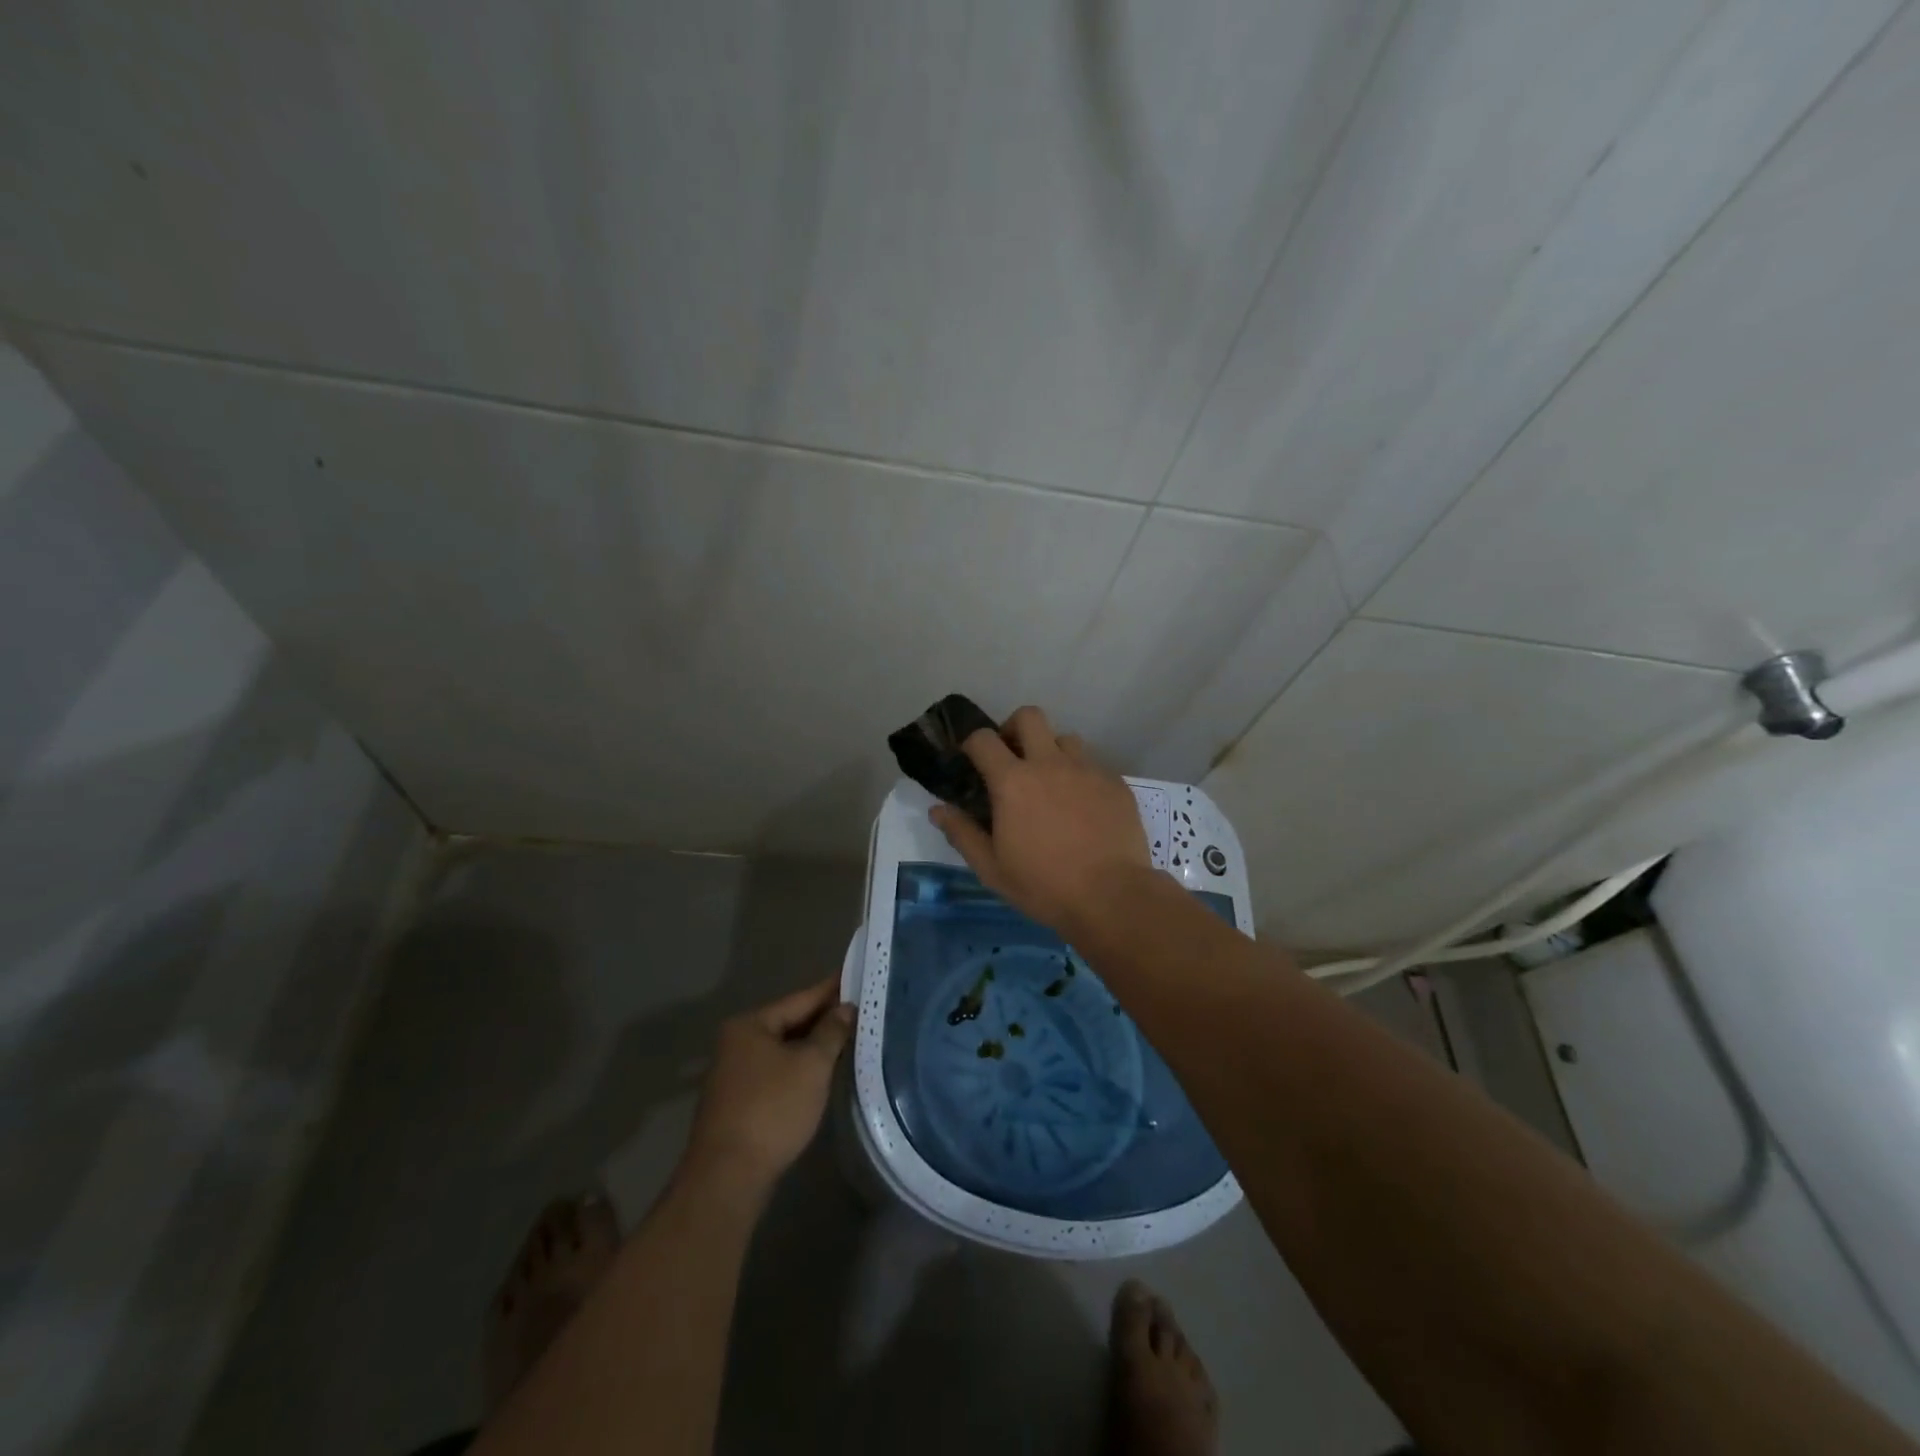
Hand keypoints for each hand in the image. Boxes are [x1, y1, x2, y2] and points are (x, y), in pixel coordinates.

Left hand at [681, 975, 854, 1197]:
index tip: (855, 975)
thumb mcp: (811, 1066)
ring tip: (847, 1037)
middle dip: (822, 1018)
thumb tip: (844, 1008)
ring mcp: (734, 1074)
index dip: (830, 989)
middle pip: (789, 1022)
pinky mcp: (738, 1102)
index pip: (800, 998)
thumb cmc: (772, 1110)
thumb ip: (831, 1032)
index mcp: (750, 1025)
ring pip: (782, 1049)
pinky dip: (799, 1067)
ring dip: (811, 1045)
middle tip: (858, 1008)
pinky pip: (776, 1071)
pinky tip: (820, 1071)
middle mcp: (736, 1042)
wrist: (728, 1177)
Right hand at [930, 705, 1150, 934]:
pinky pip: (1093, 765)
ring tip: (1051, 784)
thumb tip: (938, 809)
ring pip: (1065, 738)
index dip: (972, 743)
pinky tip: (1082, 808)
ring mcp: (1087, 770)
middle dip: (1014, 728)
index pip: (983, 739)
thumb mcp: (992, 868)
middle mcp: (1050, 763)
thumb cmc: (1044, 886)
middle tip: (1012, 759)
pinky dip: (1080, 777)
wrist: (1112, 897)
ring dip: (1051, 752)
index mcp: (1013, 782)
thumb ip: (962, 834)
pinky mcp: (1115, 783)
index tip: (971, 759)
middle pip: (1029, 716)